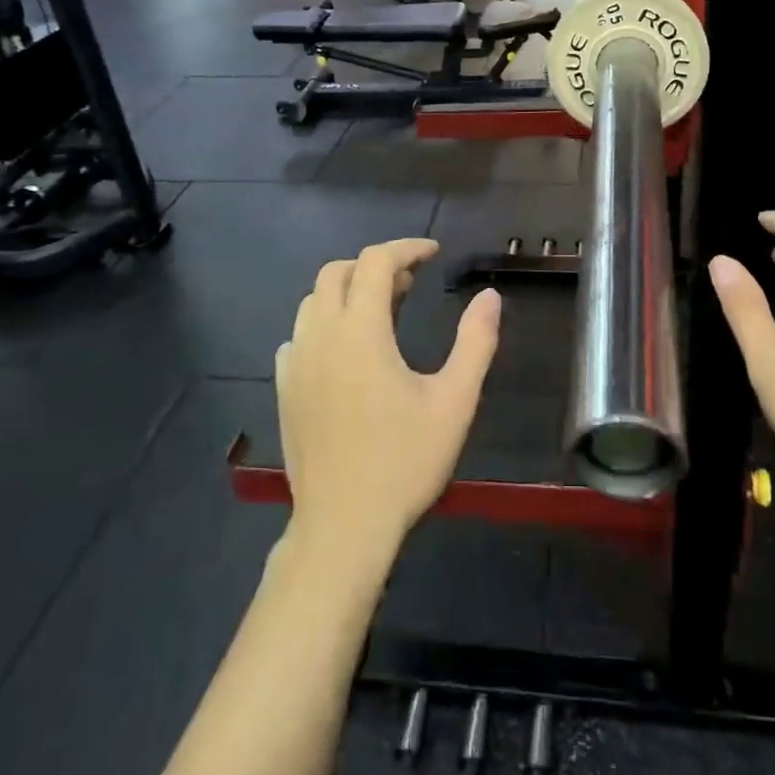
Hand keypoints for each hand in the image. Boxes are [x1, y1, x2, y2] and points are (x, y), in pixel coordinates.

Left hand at [276, 240, 501, 571]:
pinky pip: (300, 335)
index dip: (406, 248)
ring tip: (384, 312)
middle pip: (337, 272)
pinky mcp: (284, 388)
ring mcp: (295, 363)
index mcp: (360, 332)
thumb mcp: (455, 401)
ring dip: (348, 291)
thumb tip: (490, 296)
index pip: (375, 262)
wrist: (344, 526)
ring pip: (314, 301)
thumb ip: (475, 342)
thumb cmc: (405, 462)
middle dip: (374, 265)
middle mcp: (320, 336)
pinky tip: (348, 350)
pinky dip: (325, 323)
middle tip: (411, 282)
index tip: (433, 253)